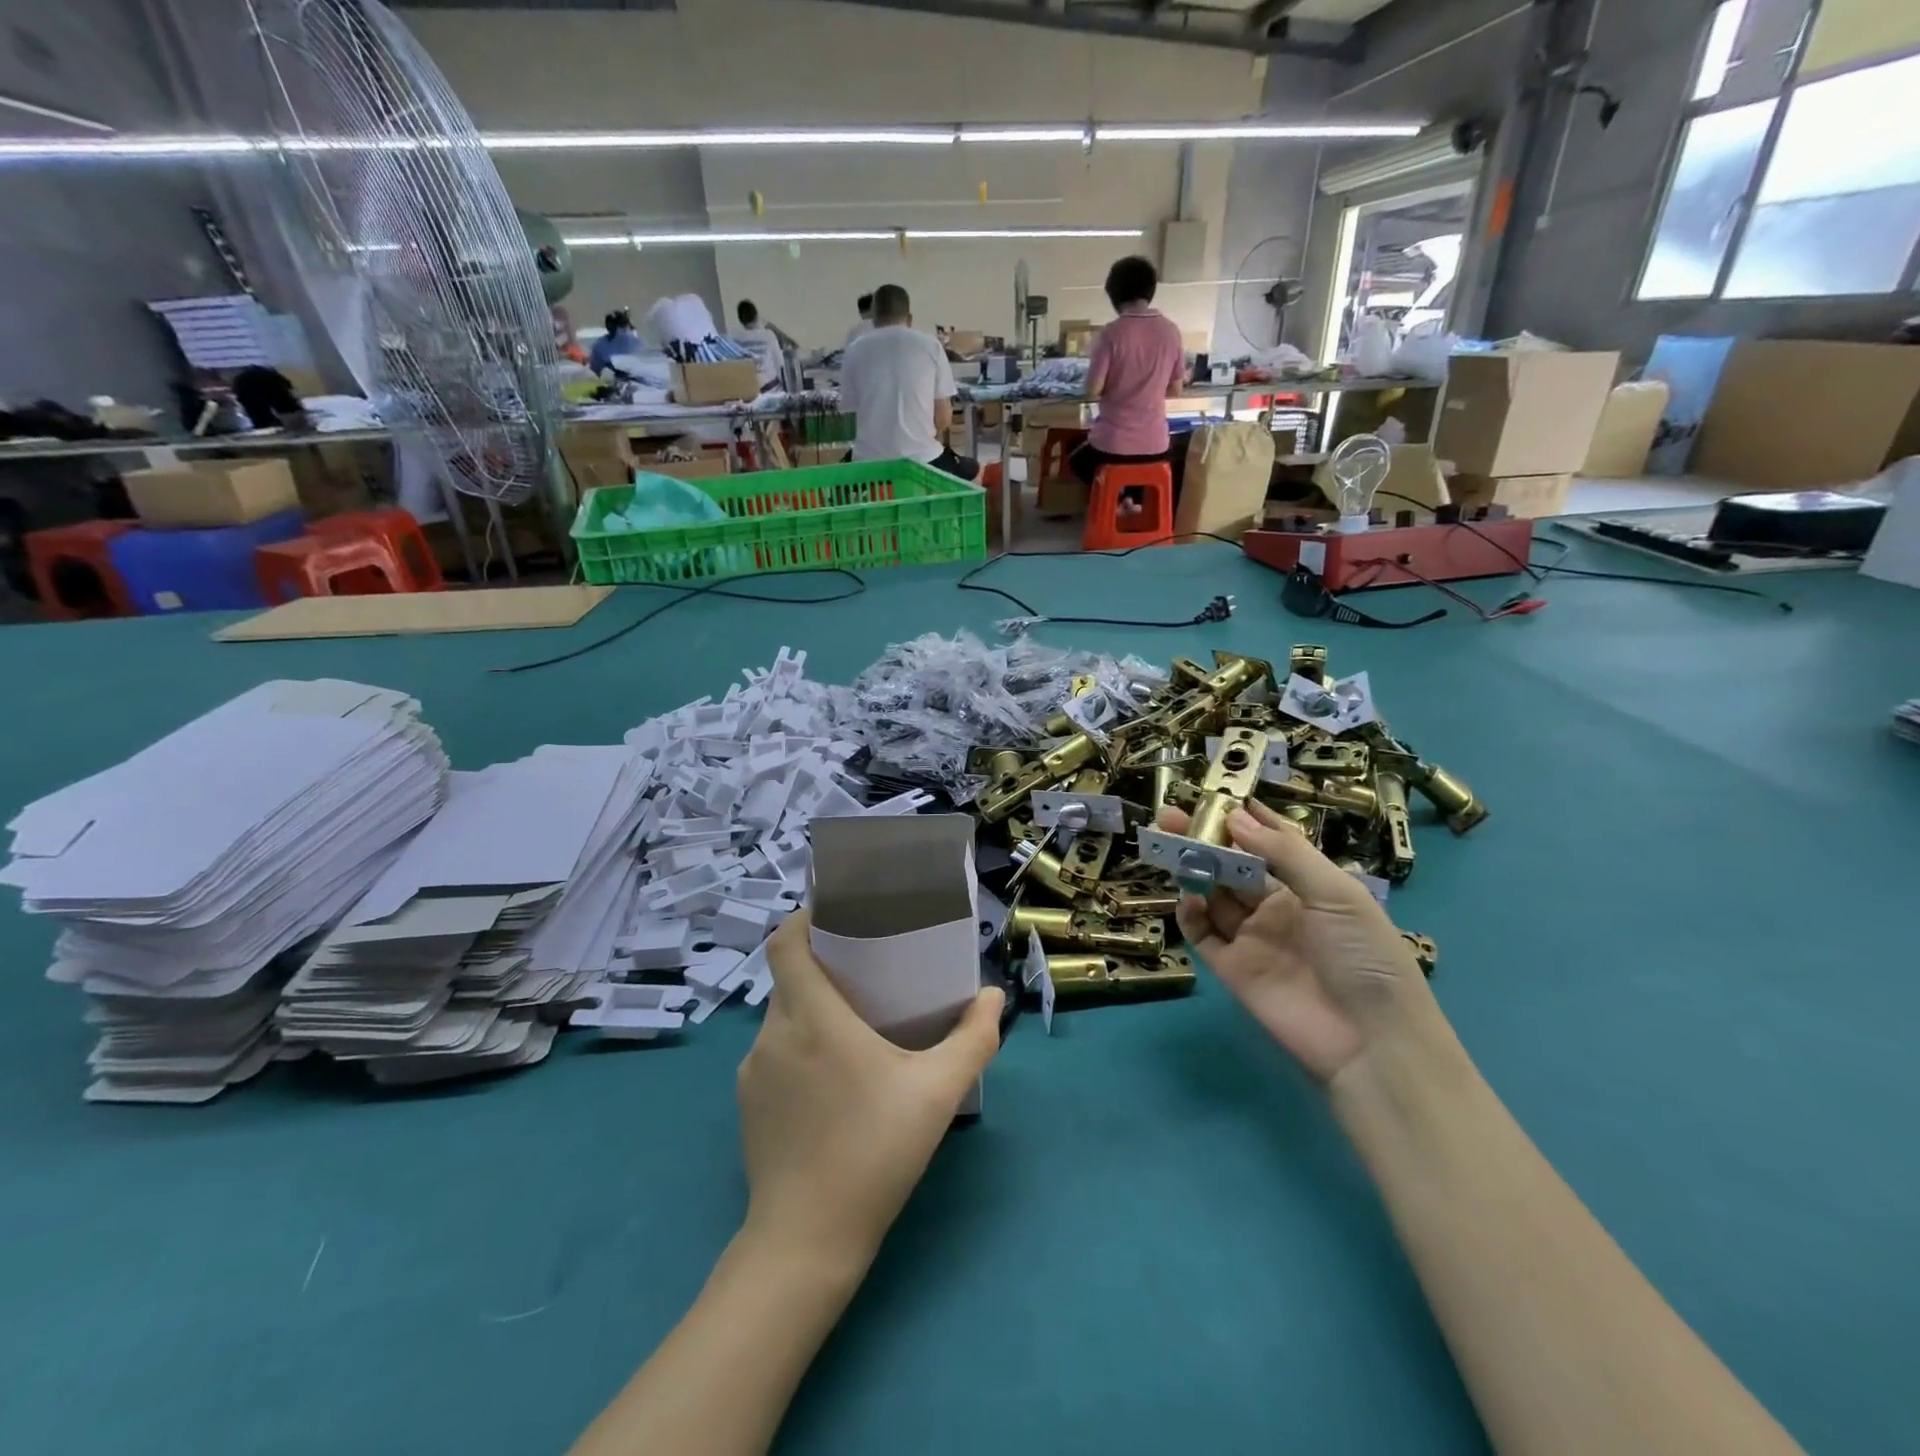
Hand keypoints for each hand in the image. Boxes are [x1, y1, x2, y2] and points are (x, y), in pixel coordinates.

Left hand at [737, 911, 1005, 1272]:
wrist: (806, 1242)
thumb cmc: (874, 1152)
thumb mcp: (937, 1093)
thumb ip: (973, 1039)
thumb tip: (993, 996)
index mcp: (812, 1016)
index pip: (784, 943)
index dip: (802, 919)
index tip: (834, 916)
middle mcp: (774, 1032)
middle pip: (789, 976)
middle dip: (822, 965)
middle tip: (865, 972)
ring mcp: (753, 1070)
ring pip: (781, 1016)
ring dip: (812, 1008)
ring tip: (854, 1024)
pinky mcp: (746, 1103)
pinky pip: (773, 1052)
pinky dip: (798, 1045)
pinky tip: (831, 1079)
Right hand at [1159, 801, 1436, 1083]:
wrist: (1371, 1042)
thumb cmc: (1364, 956)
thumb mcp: (1336, 893)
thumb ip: (1285, 852)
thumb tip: (1235, 815)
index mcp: (1310, 887)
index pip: (1272, 844)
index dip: (1246, 820)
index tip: (1216, 794)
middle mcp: (1278, 908)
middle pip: (1234, 866)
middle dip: (1206, 840)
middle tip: (1172, 815)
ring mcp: (1254, 939)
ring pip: (1214, 895)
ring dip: (1194, 870)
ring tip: (1170, 846)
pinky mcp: (1232, 969)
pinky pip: (1203, 934)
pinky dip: (1191, 914)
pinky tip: (1189, 898)